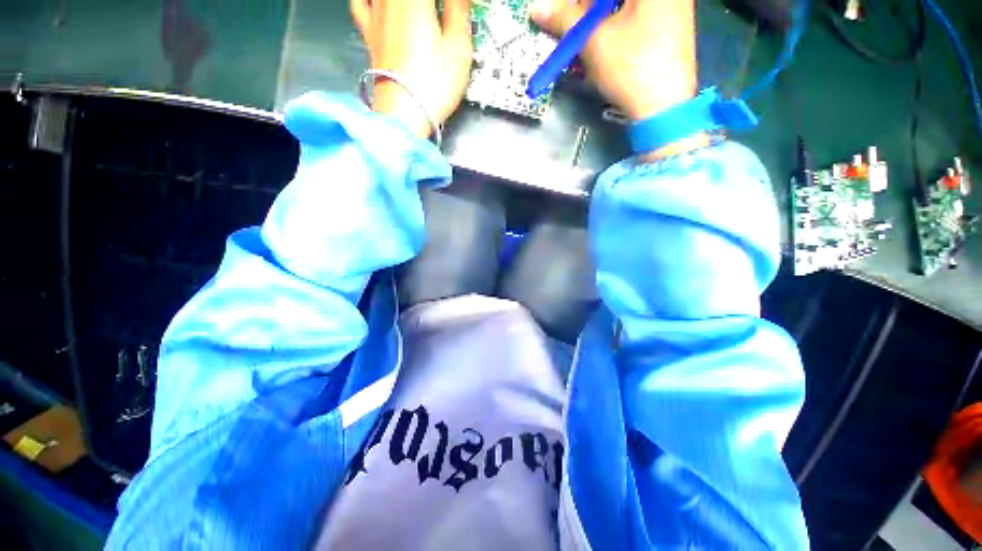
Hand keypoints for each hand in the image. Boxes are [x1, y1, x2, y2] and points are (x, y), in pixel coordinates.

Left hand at [351, 0, 473, 137]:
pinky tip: (380, 2)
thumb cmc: (434, 83)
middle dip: (431, 3)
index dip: (450, 0)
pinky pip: (361, 2)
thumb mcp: (458, 46)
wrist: (403, 113)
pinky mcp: (369, 34)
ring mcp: (376, 15)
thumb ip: (459, 8)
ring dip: (409, 2)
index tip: (459, 7)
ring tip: (421, 12)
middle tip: (443, 12)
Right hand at [532, 0, 697, 120]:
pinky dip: (614, 26)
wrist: (664, 106)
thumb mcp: (594, 42)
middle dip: (587, 8)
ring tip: (583, 40)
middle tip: (570, 25)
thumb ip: (566, 19)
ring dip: (597, 19)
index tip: (563, 12)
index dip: (578, 2)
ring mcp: (672, 6)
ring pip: (622, 7)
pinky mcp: (670, 25)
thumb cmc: (632, 69)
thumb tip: (538, 8)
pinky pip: (635, 17)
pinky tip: (603, 44)